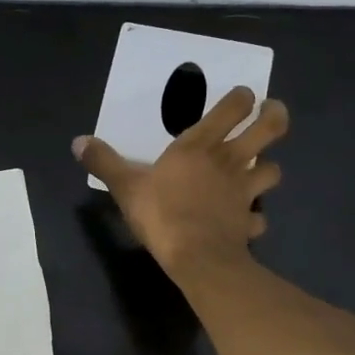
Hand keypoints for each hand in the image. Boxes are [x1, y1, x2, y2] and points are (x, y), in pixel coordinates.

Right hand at [73, 87, 288, 276]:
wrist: (197, 257)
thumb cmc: (161, 213)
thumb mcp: (125, 186)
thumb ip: (104, 162)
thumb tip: (79, 141)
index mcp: (200, 146)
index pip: (233, 107)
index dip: (242, 98)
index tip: (243, 96)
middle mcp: (229, 162)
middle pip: (269, 129)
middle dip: (275, 117)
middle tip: (273, 113)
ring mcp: (244, 192)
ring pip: (273, 171)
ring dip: (269, 168)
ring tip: (260, 169)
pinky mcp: (249, 222)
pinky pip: (260, 217)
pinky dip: (256, 217)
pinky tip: (246, 221)